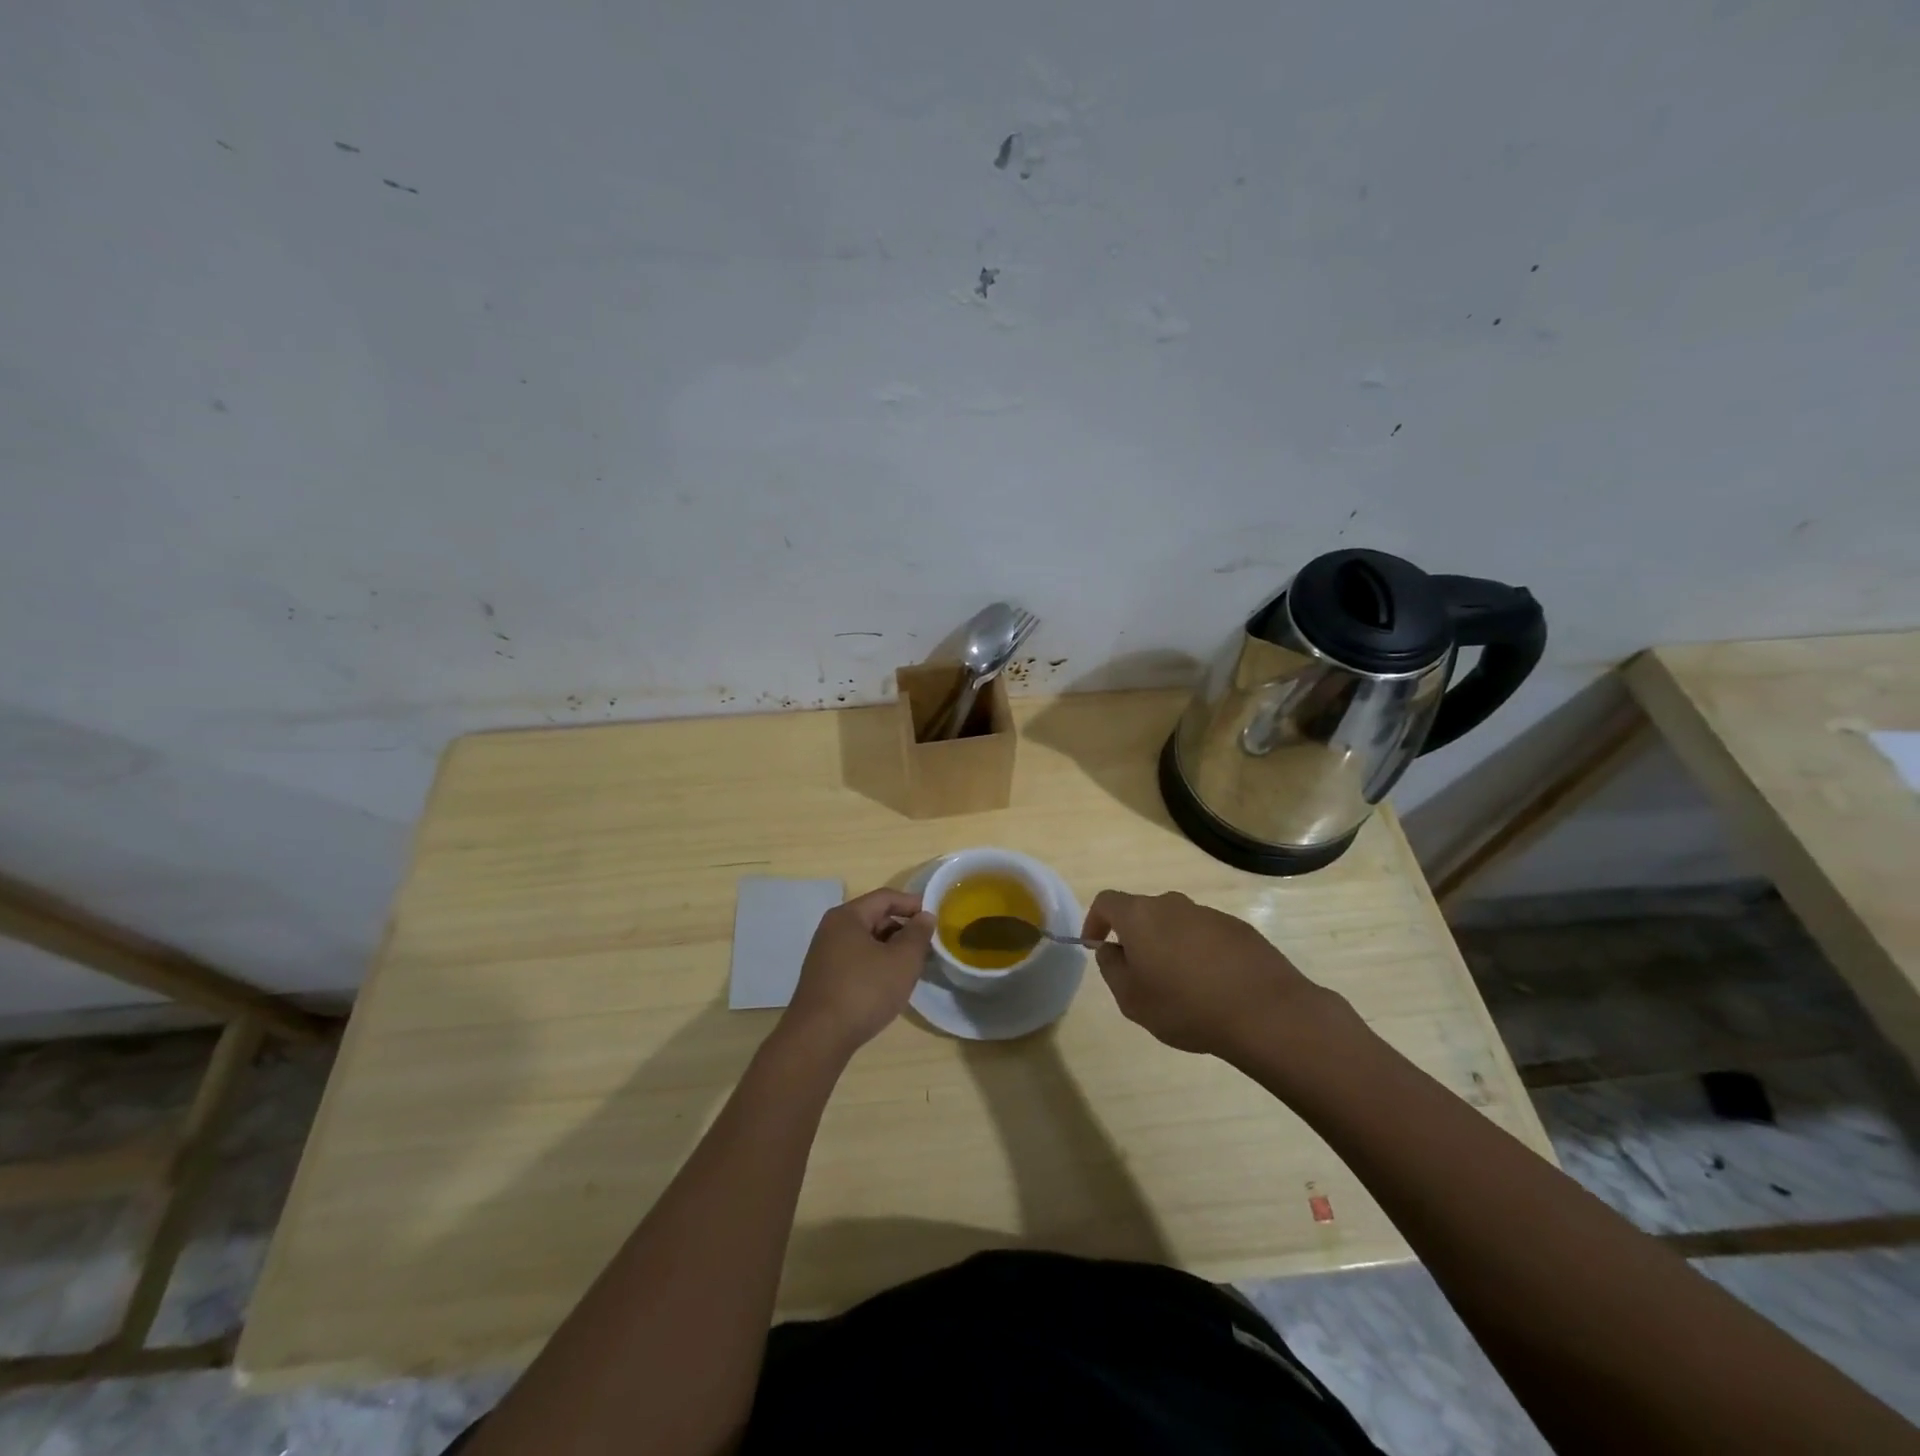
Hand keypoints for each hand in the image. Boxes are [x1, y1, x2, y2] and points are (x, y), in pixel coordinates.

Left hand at [782, 888, 934, 1054]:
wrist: (818, 1038)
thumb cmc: (864, 991)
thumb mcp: (902, 961)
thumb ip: (918, 935)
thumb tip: (925, 916)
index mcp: (848, 916)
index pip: (886, 897)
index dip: (913, 904)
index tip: (936, 918)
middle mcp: (832, 929)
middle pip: (874, 917)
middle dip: (903, 928)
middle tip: (927, 946)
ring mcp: (825, 954)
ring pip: (866, 941)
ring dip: (891, 949)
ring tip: (913, 966)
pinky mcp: (824, 978)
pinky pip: (856, 960)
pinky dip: (876, 964)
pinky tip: (889, 984)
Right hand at [1082, 889, 1325, 1058]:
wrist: (1265, 1012)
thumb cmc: (1186, 1006)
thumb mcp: (1132, 999)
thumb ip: (1112, 969)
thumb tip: (1110, 949)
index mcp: (1141, 916)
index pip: (1106, 902)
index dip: (1095, 920)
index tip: (1095, 945)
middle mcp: (1172, 905)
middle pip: (1143, 912)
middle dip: (1135, 937)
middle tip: (1139, 972)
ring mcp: (1208, 914)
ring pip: (1176, 924)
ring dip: (1169, 946)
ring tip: (1179, 985)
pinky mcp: (1238, 928)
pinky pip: (1206, 936)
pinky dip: (1199, 953)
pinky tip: (1212, 986)